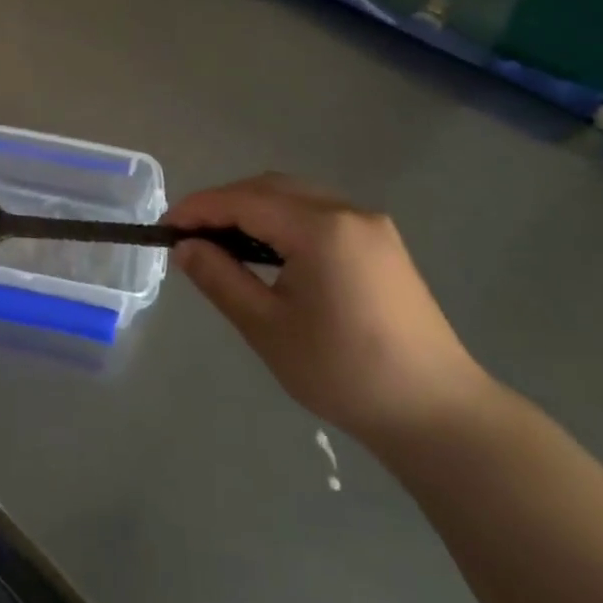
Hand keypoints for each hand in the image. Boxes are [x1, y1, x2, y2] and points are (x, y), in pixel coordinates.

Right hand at [166, 174, 489, 447]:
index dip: (198, 208)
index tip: (165, 228)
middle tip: (190, 236)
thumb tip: (185, 247)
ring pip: (295, 196)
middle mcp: (346, 211)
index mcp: (320, 228)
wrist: (437, 414)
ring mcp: (370, 224)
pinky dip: (283, 220)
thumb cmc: (344, 373)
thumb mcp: (268, 328)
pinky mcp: (382, 243)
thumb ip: (221, 278)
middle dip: (223, 204)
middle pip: (269, 188)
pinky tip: (269, 251)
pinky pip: (319, 212)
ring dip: (253, 209)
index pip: (243, 201)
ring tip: (222, 243)